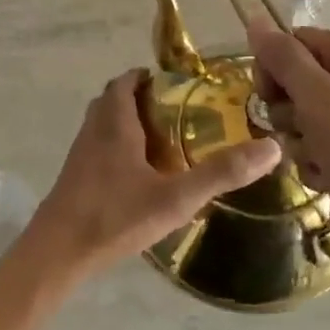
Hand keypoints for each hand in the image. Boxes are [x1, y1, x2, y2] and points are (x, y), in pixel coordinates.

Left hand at [20, 69, 280, 283]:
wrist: (57, 252)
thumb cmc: (114, 216)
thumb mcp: (175, 197)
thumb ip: (221, 173)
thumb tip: (272, 148)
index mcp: (115, 122)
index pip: (126, 82)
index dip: (147, 77)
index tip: (175, 85)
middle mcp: (94, 129)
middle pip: (113, 100)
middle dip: (140, 99)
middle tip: (174, 113)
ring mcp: (80, 154)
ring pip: (103, 124)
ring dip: (127, 123)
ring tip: (161, 142)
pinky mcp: (74, 177)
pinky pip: (97, 148)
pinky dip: (116, 148)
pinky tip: (137, 176)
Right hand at [249, 23, 329, 293]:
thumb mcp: (323, 103)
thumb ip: (285, 60)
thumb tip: (255, 18)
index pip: (294, 43)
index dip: (274, 70)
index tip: (268, 99)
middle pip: (296, 81)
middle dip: (288, 112)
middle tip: (302, 133)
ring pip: (303, 119)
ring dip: (301, 144)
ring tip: (322, 164)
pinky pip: (319, 148)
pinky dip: (316, 165)